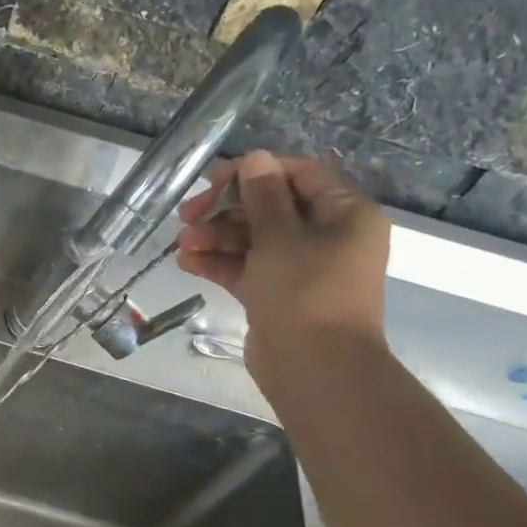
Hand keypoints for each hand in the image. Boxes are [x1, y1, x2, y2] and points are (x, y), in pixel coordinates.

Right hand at [176, 150, 390, 375]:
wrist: (315, 368)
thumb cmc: (305, 292)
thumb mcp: (281, 236)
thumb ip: (263, 195)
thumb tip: (256, 158)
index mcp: (344, 213)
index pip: (297, 174)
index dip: (254, 172)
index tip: (213, 180)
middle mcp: (326, 236)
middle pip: (269, 207)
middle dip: (226, 209)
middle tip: (188, 214)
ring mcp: (300, 267)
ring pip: (253, 238)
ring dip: (215, 237)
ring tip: (183, 244)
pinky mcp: (277, 293)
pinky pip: (246, 267)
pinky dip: (218, 263)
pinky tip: (186, 263)